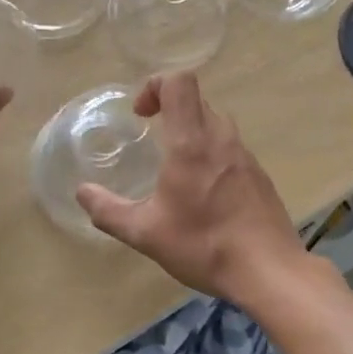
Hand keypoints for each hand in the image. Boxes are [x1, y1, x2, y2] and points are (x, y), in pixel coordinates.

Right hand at [75, 72, 303, 300]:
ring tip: (174, 165)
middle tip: (151, 136)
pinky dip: (210, 152)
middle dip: (169, 108)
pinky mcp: (259, 174)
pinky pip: (230, 146)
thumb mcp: (145, 233)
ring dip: (190, 130)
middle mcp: (221, 138)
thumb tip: (82, 192)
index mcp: (191, 142)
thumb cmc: (204, 245)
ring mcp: (245, 154)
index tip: (140, 115)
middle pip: (196, 99)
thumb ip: (108, 210)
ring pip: (215, 122)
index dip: (155, 85)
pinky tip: (203, 192)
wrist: (270, 271)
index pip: (179, 82)